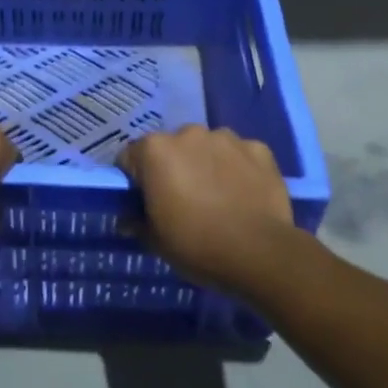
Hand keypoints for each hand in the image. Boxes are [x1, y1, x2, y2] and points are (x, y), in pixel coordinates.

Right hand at [117, 126, 297, 292]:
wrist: (260, 253)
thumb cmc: (197, 245)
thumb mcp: (155, 241)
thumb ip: (136, 223)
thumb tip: (127, 219)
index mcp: (155, 150)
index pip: (131, 157)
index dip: (135, 180)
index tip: (145, 202)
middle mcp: (188, 133)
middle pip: (171, 147)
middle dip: (172, 167)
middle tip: (182, 200)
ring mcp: (226, 138)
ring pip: (207, 147)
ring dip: (206, 163)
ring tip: (217, 196)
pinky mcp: (258, 148)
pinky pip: (239, 154)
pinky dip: (237, 168)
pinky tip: (243, 193)